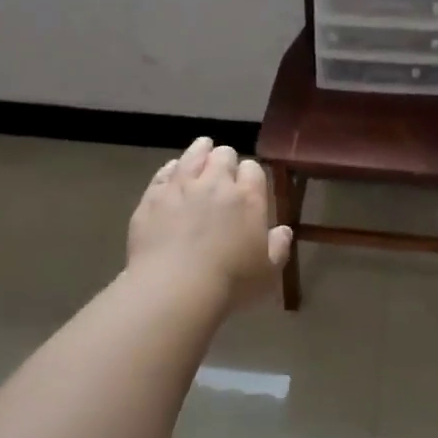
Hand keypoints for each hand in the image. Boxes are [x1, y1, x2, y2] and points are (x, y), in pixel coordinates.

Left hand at [127, 137, 292, 310]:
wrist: (174, 287)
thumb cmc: (230, 282)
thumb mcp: (267, 272)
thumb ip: (277, 247)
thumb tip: (284, 231)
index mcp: (248, 199)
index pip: (253, 170)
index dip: (251, 174)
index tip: (248, 183)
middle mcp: (216, 184)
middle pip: (223, 156)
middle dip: (225, 159)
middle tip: (223, 170)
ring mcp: (181, 187)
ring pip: (192, 156)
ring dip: (200, 151)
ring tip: (202, 150)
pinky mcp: (153, 197)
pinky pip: (164, 172)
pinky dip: (172, 169)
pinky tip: (173, 171)